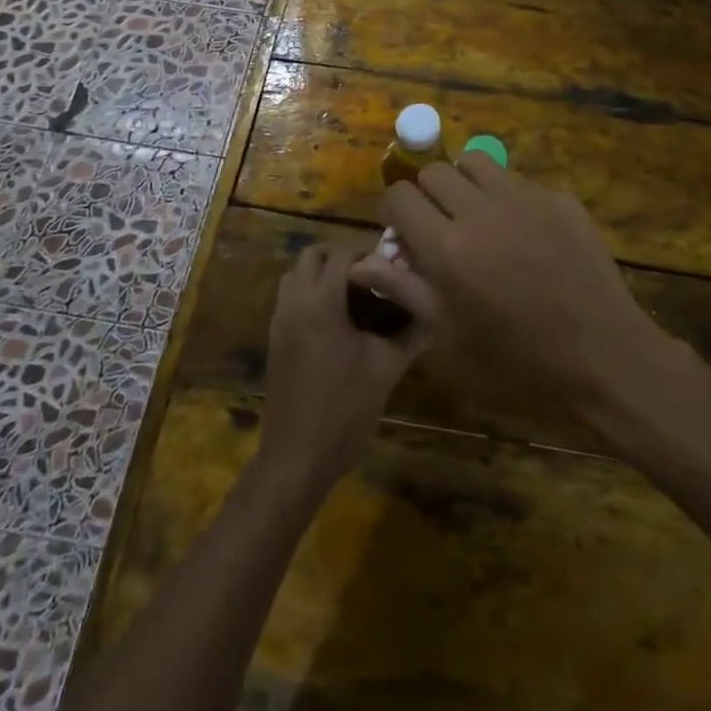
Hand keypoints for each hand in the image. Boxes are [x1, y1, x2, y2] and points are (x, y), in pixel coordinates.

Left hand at [258, 241, 428, 488]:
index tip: (391, 265)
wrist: (297, 457)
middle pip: (311, 256)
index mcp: (321, 303)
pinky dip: (309, 292)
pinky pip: (289, 298)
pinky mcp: (274, 339)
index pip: (341, 255)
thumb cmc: (344, 410)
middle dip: (340, 256)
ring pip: (295, 275)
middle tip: (370, 274)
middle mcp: (294, 303)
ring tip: (353, 293)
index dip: (367, 253)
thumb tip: (435, 315)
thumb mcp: (386, 369)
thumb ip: (410, 336)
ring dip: (321, 272)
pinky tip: (335, 319)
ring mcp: (279, 321)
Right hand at [354, 155, 667, 422]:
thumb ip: (405, 288)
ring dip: (464, 182)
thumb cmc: (517, 359)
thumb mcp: (450, 333)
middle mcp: (481, 210)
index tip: (404, 230)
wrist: (602, 355)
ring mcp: (524, 198)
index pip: (400, 196)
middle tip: (440, 223)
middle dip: (427, 192)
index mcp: (447, 248)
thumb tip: (362, 263)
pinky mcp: (559, 197)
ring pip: (475, 162)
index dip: (394, 210)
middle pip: (434, 171)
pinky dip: (507, 197)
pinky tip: (524, 233)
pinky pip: (518, 181)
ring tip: (476, 215)